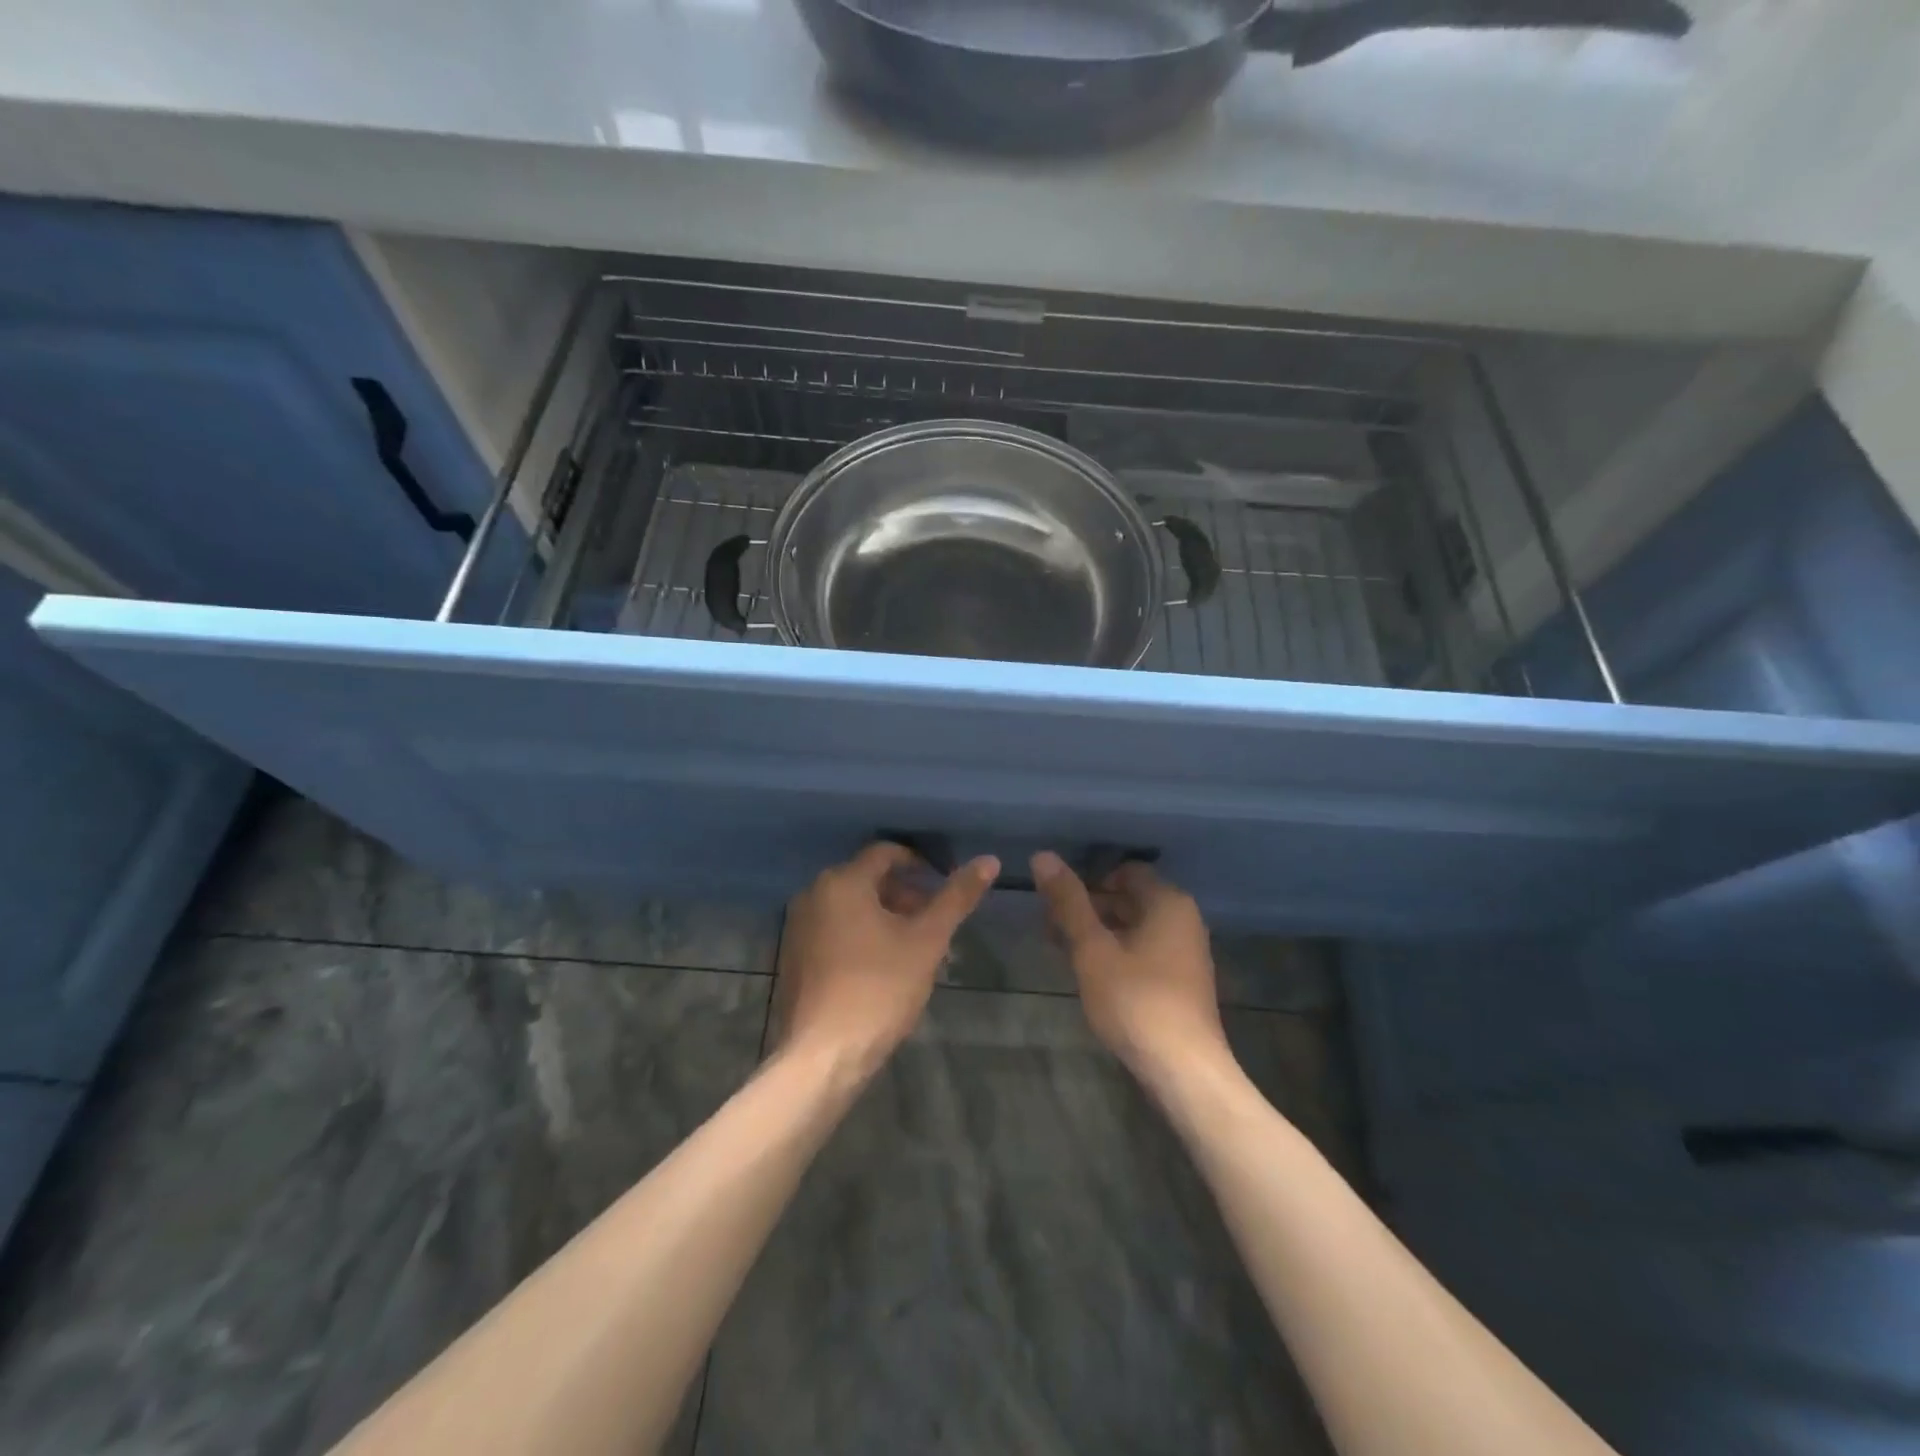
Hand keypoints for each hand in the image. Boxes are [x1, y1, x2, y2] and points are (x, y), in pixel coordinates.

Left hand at [774, 843, 998, 1075]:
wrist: (824, 1055)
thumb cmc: (879, 989)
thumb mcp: (927, 940)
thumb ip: (957, 897)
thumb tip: (989, 860)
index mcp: (842, 882)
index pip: (885, 853)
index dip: (918, 863)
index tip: (942, 883)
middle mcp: (813, 895)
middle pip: (867, 880)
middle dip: (904, 895)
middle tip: (933, 922)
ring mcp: (798, 927)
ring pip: (851, 908)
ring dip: (884, 917)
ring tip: (914, 948)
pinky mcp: (794, 957)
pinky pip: (834, 931)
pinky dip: (860, 936)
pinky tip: (882, 968)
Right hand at [1032, 852, 1230, 1084]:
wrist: (1184, 1071)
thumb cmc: (1136, 1001)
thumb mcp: (1092, 949)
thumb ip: (1068, 902)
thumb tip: (1043, 856)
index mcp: (1167, 902)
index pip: (1124, 871)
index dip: (1088, 880)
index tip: (1057, 900)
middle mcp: (1183, 919)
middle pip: (1129, 898)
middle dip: (1088, 907)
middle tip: (1049, 926)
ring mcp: (1185, 952)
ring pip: (1133, 927)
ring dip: (1098, 932)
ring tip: (1061, 949)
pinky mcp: (1180, 981)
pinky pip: (1143, 951)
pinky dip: (1115, 953)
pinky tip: (1089, 973)